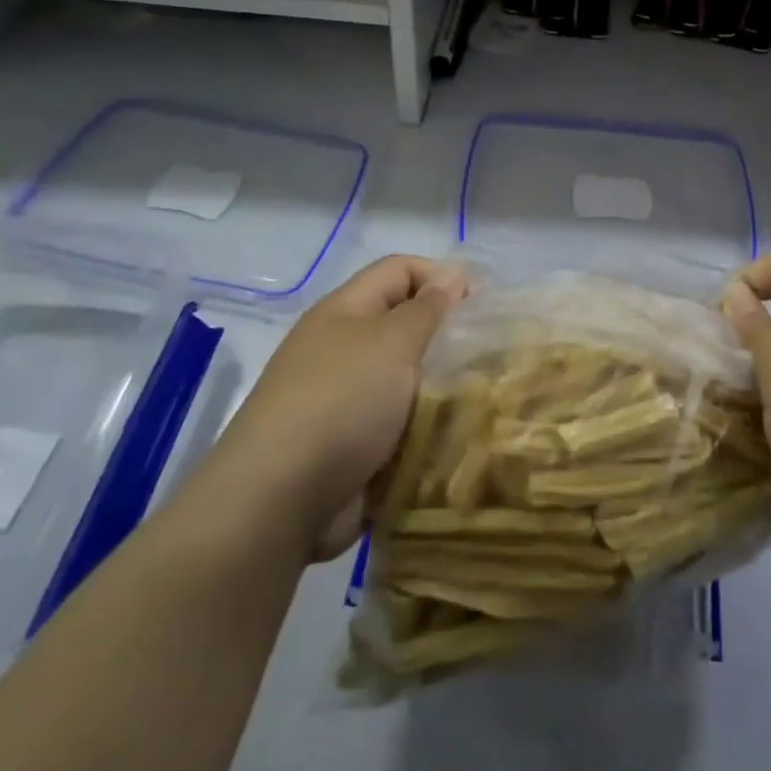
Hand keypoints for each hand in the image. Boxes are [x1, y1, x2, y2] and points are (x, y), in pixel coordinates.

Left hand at [203, 256, 466, 559]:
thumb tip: (451, 276)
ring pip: (409, 377)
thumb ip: (427, 308)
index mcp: (346, 311)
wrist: (280, 500)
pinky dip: (428, 426)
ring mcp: (347, 398)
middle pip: (406, 323)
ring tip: (483, 396)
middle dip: (448, 335)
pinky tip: (460, 434)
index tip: (483, 304)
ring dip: (443, 385)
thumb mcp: (392, 342)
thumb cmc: (341, 402)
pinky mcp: (354, 444)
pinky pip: (402, 422)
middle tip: (490, 354)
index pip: (401, 270)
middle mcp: (344, 347)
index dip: (442, 276)